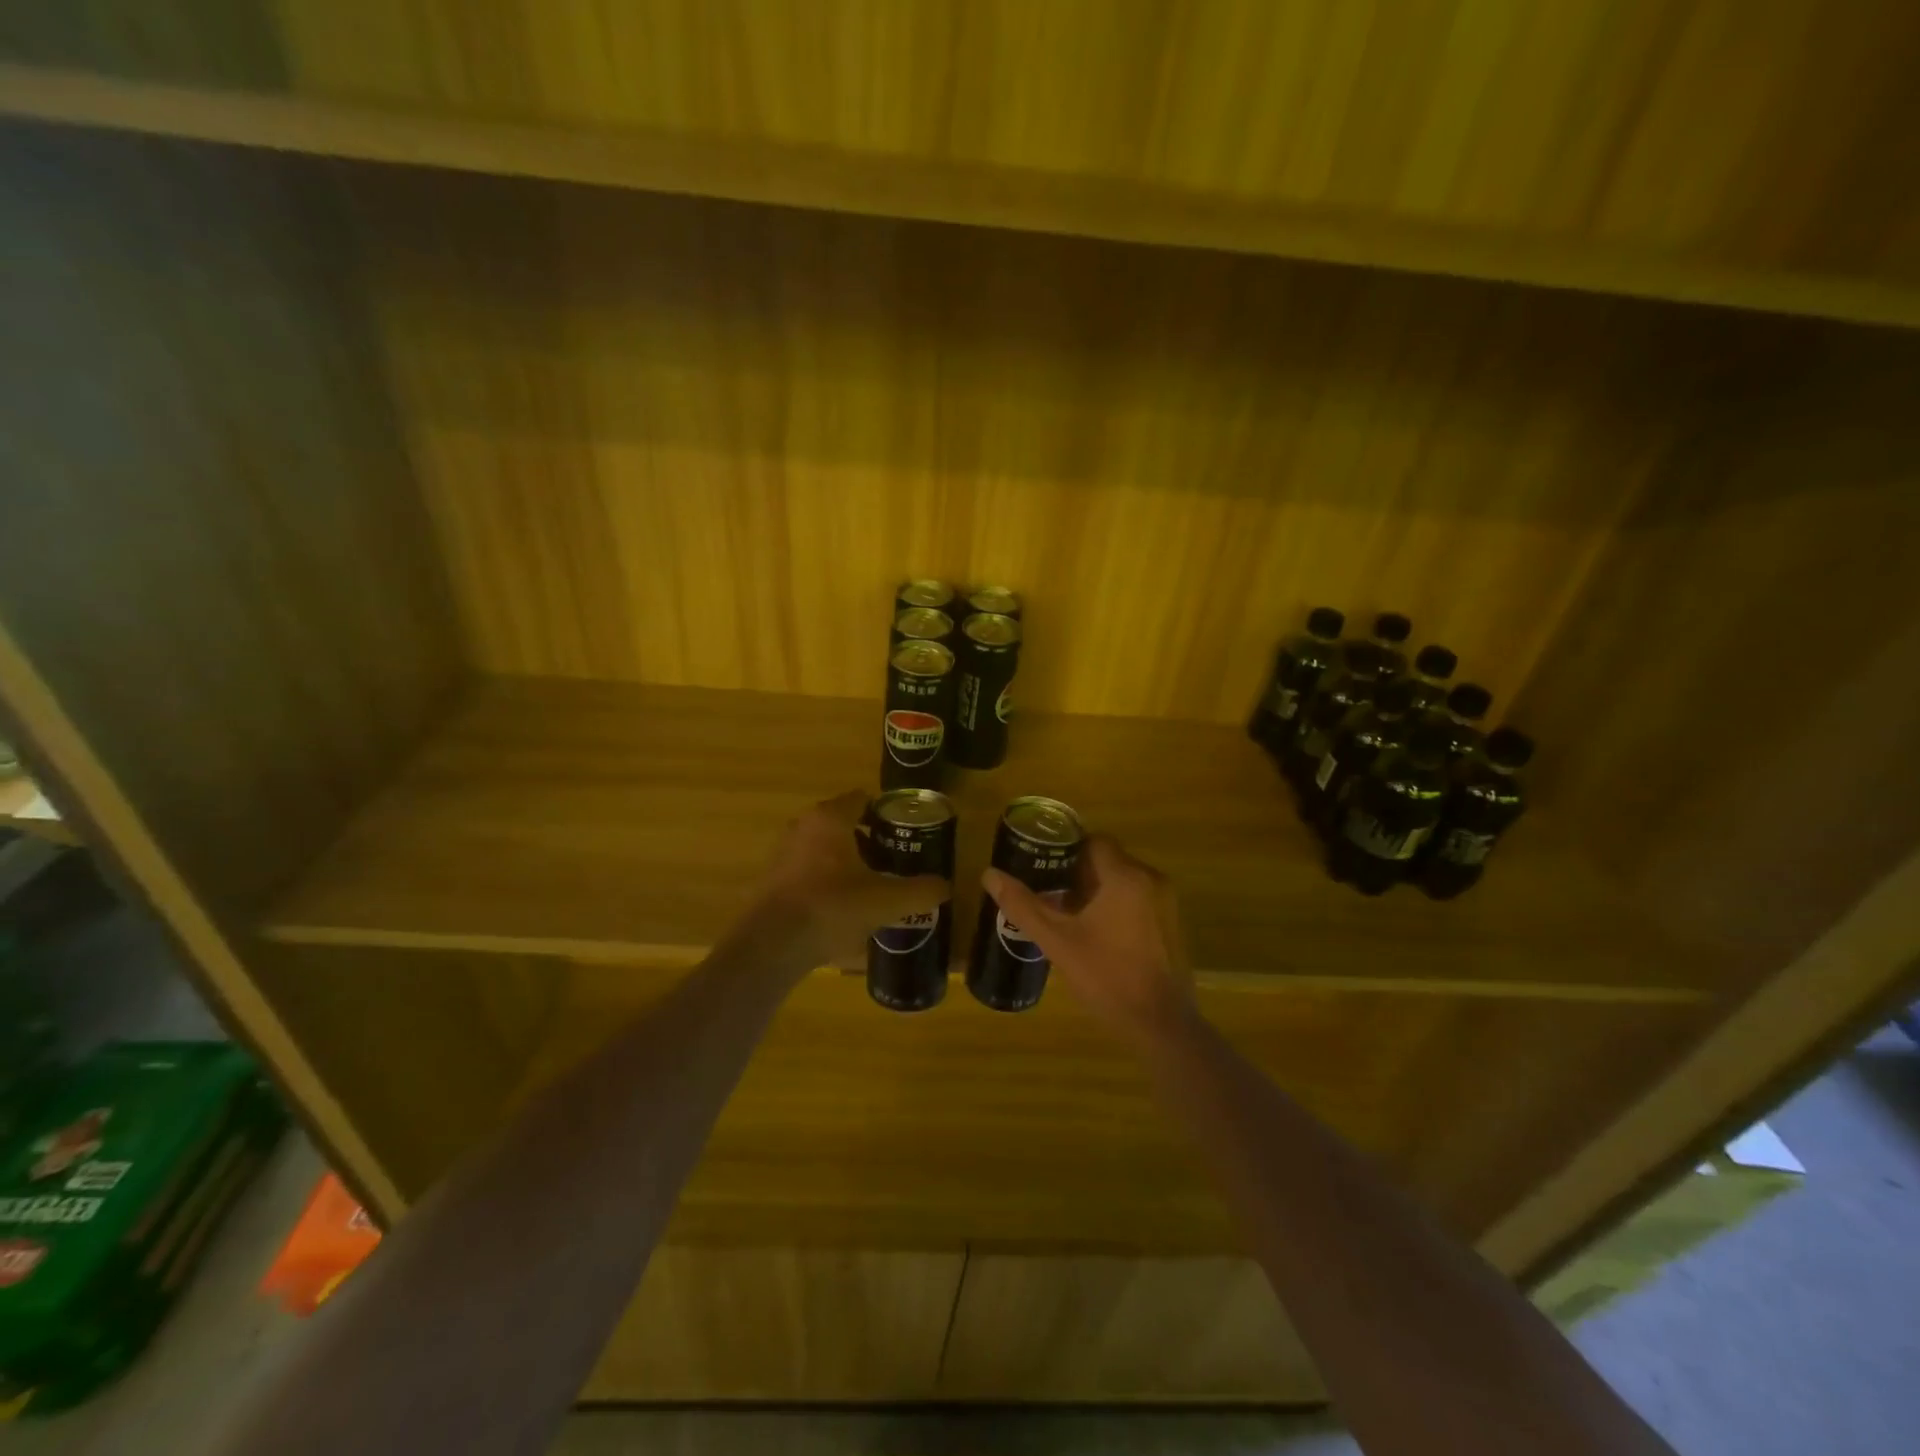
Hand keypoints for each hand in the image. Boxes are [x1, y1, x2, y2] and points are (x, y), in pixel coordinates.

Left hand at [750, 790, 948, 967]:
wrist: (772, 945)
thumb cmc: (832, 907)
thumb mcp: (887, 901)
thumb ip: (920, 891)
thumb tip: (943, 887)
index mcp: (830, 818)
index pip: (863, 799)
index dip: (888, 814)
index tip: (907, 835)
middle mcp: (804, 825)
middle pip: (845, 824)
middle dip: (870, 841)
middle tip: (895, 862)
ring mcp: (784, 852)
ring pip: (826, 848)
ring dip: (848, 863)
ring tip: (873, 887)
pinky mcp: (773, 879)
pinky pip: (809, 870)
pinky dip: (828, 881)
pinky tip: (844, 908)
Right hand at [981, 834, 1195, 1045]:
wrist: (1161, 1025)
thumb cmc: (1107, 978)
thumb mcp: (1058, 942)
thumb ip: (1023, 905)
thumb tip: (989, 875)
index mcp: (1124, 876)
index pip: (1092, 841)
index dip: (1064, 850)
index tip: (1040, 866)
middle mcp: (1150, 879)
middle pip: (1107, 860)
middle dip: (1076, 873)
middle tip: (1046, 893)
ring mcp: (1165, 902)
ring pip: (1122, 880)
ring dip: (1095, 890)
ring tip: (1065, 914)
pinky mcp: (1171, 923)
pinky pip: (1137, 899)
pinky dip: (1115, 905)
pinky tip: (1094, 933)